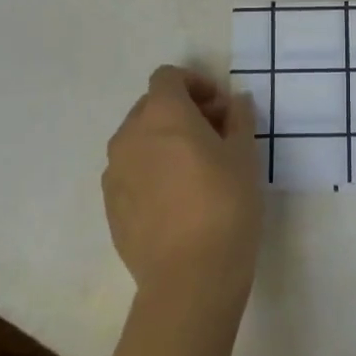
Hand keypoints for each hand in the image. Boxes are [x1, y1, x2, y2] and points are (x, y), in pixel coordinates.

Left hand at [104, 66, 261, 315]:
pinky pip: (130, 173)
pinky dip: (151, 171)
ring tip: (195, 169)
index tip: (219, 106)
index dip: (195, 83)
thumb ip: (239, 118)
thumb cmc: (225, 204)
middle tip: (214, 135)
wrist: (190, 279)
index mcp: (162, 114)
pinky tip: (177, 199)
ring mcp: (114, 173)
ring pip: (138, 140)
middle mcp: (129, 135)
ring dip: (164, 141)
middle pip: (151, 106)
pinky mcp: (110, 207)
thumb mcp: (245, 154)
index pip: (168, 77)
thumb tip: (235, 102)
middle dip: (182, 111)